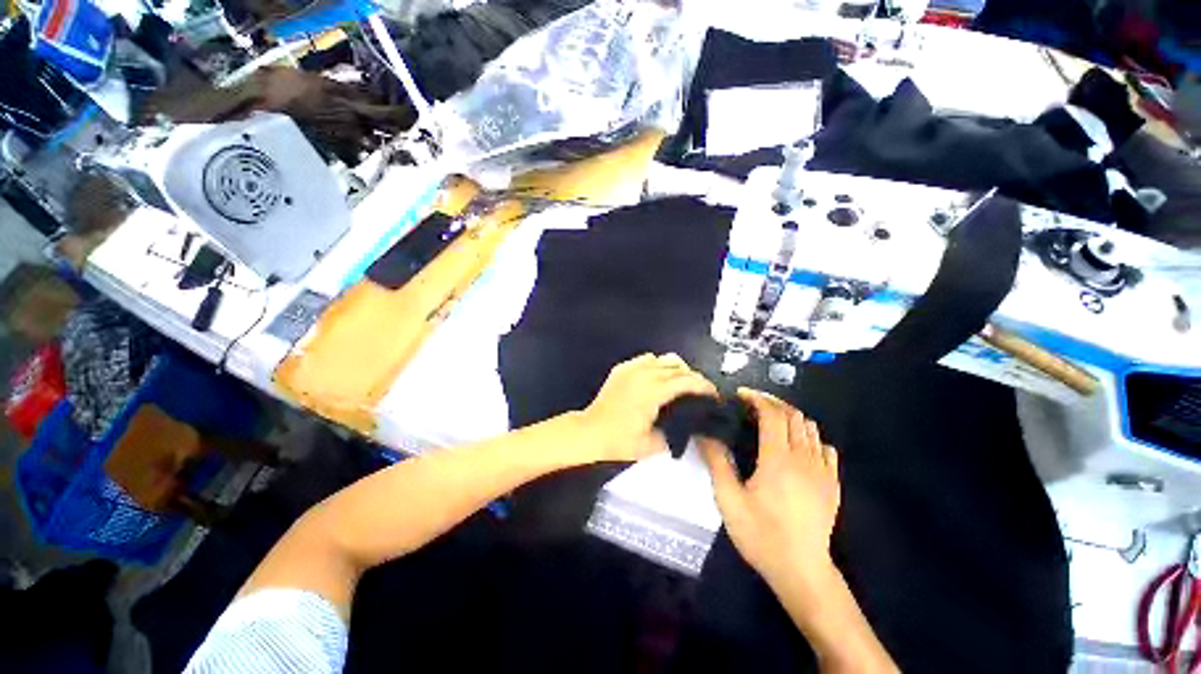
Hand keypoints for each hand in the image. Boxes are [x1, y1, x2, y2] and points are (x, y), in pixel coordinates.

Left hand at [580, 353, 716, 461]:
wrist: (590, 432)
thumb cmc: (620, 441)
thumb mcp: (653, 444)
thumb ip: (675, 432)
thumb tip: (688, 424)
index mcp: (653, 391)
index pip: (686, 381)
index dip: (704, 386)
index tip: (713, 395)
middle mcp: (644, 374)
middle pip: (677, 367)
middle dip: (693, 377)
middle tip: (700, 392)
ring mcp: (631, 369)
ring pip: (662, 359)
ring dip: (676, 369)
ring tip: (680, 383)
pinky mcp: (622, 369)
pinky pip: (646, 359)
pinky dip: (657, 365)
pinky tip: (657, 378)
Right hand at [699, 388, 840, 585]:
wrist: (801, 571)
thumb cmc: (761, 534)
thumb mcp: (728, 499)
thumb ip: (717, 462)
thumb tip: (705, 434)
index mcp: (778, 459)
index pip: (772, 414)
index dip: (757, 398)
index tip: (740, 395)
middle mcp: (804, 458)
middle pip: (794, 415)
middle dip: (773, 403)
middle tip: (752, 405)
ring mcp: (823, 471)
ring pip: (811, 428)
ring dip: (790, 417)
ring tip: (771, 421)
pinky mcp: (833, 484)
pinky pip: (825, 448)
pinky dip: (810, 438)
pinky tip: (797, 447)